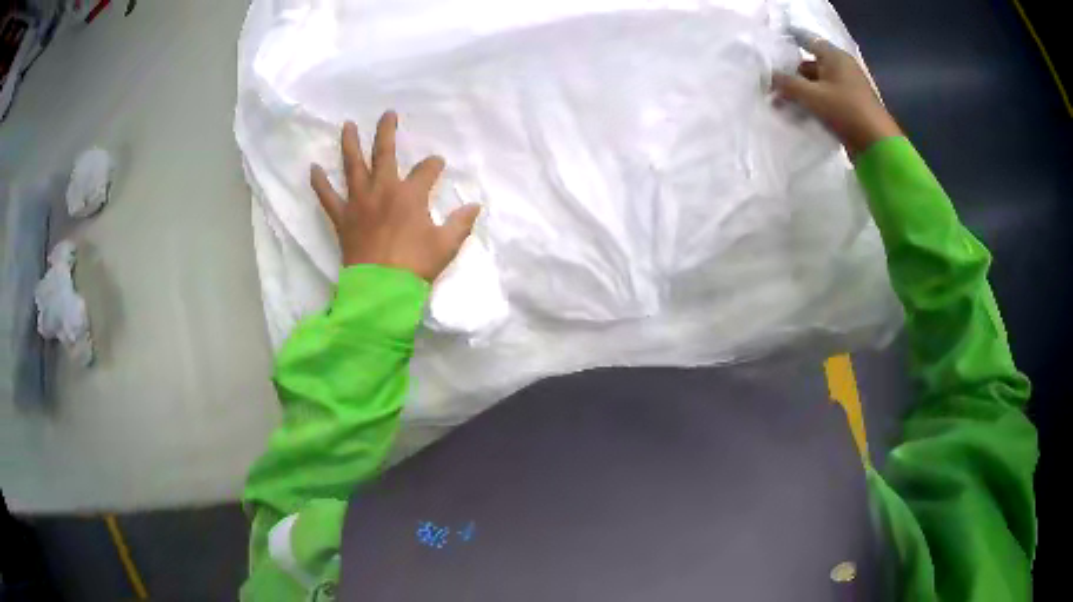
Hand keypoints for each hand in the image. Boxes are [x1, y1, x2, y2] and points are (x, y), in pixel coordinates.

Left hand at [310, 111, 479, 281]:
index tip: (437, 164)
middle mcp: (383, 190)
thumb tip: (475, 206)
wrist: (381, 289)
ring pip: (353, 166)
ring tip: (347, 125)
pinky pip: (327, 197)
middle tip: (388, 114)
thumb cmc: (415, 265)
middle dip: (387, 131)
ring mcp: (359, 202)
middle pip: (384, 153)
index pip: (425, 171)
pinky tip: (313, 169)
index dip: (433, 165)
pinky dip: (319, 183)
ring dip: (350, 144)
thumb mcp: (446, 245)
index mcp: (410, 194)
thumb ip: (461, 223)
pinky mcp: (342, 218)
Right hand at [772, 31, 901, 157]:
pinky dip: (811, 104)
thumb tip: (769, 76)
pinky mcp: (849, 107)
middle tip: (771, 88)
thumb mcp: (812, 96)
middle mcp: (841, 68)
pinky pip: (825, 99)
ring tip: (780, 105)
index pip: (807, 41)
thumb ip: (787, 83)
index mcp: (835, 57)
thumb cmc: (845, 111)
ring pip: (816, 85)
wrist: (877, 145)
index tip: (771, 50)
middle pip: (809, 65)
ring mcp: (847, 88)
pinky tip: (797, 115)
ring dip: (799, 93)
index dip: (789, 43)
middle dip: (791, 76)